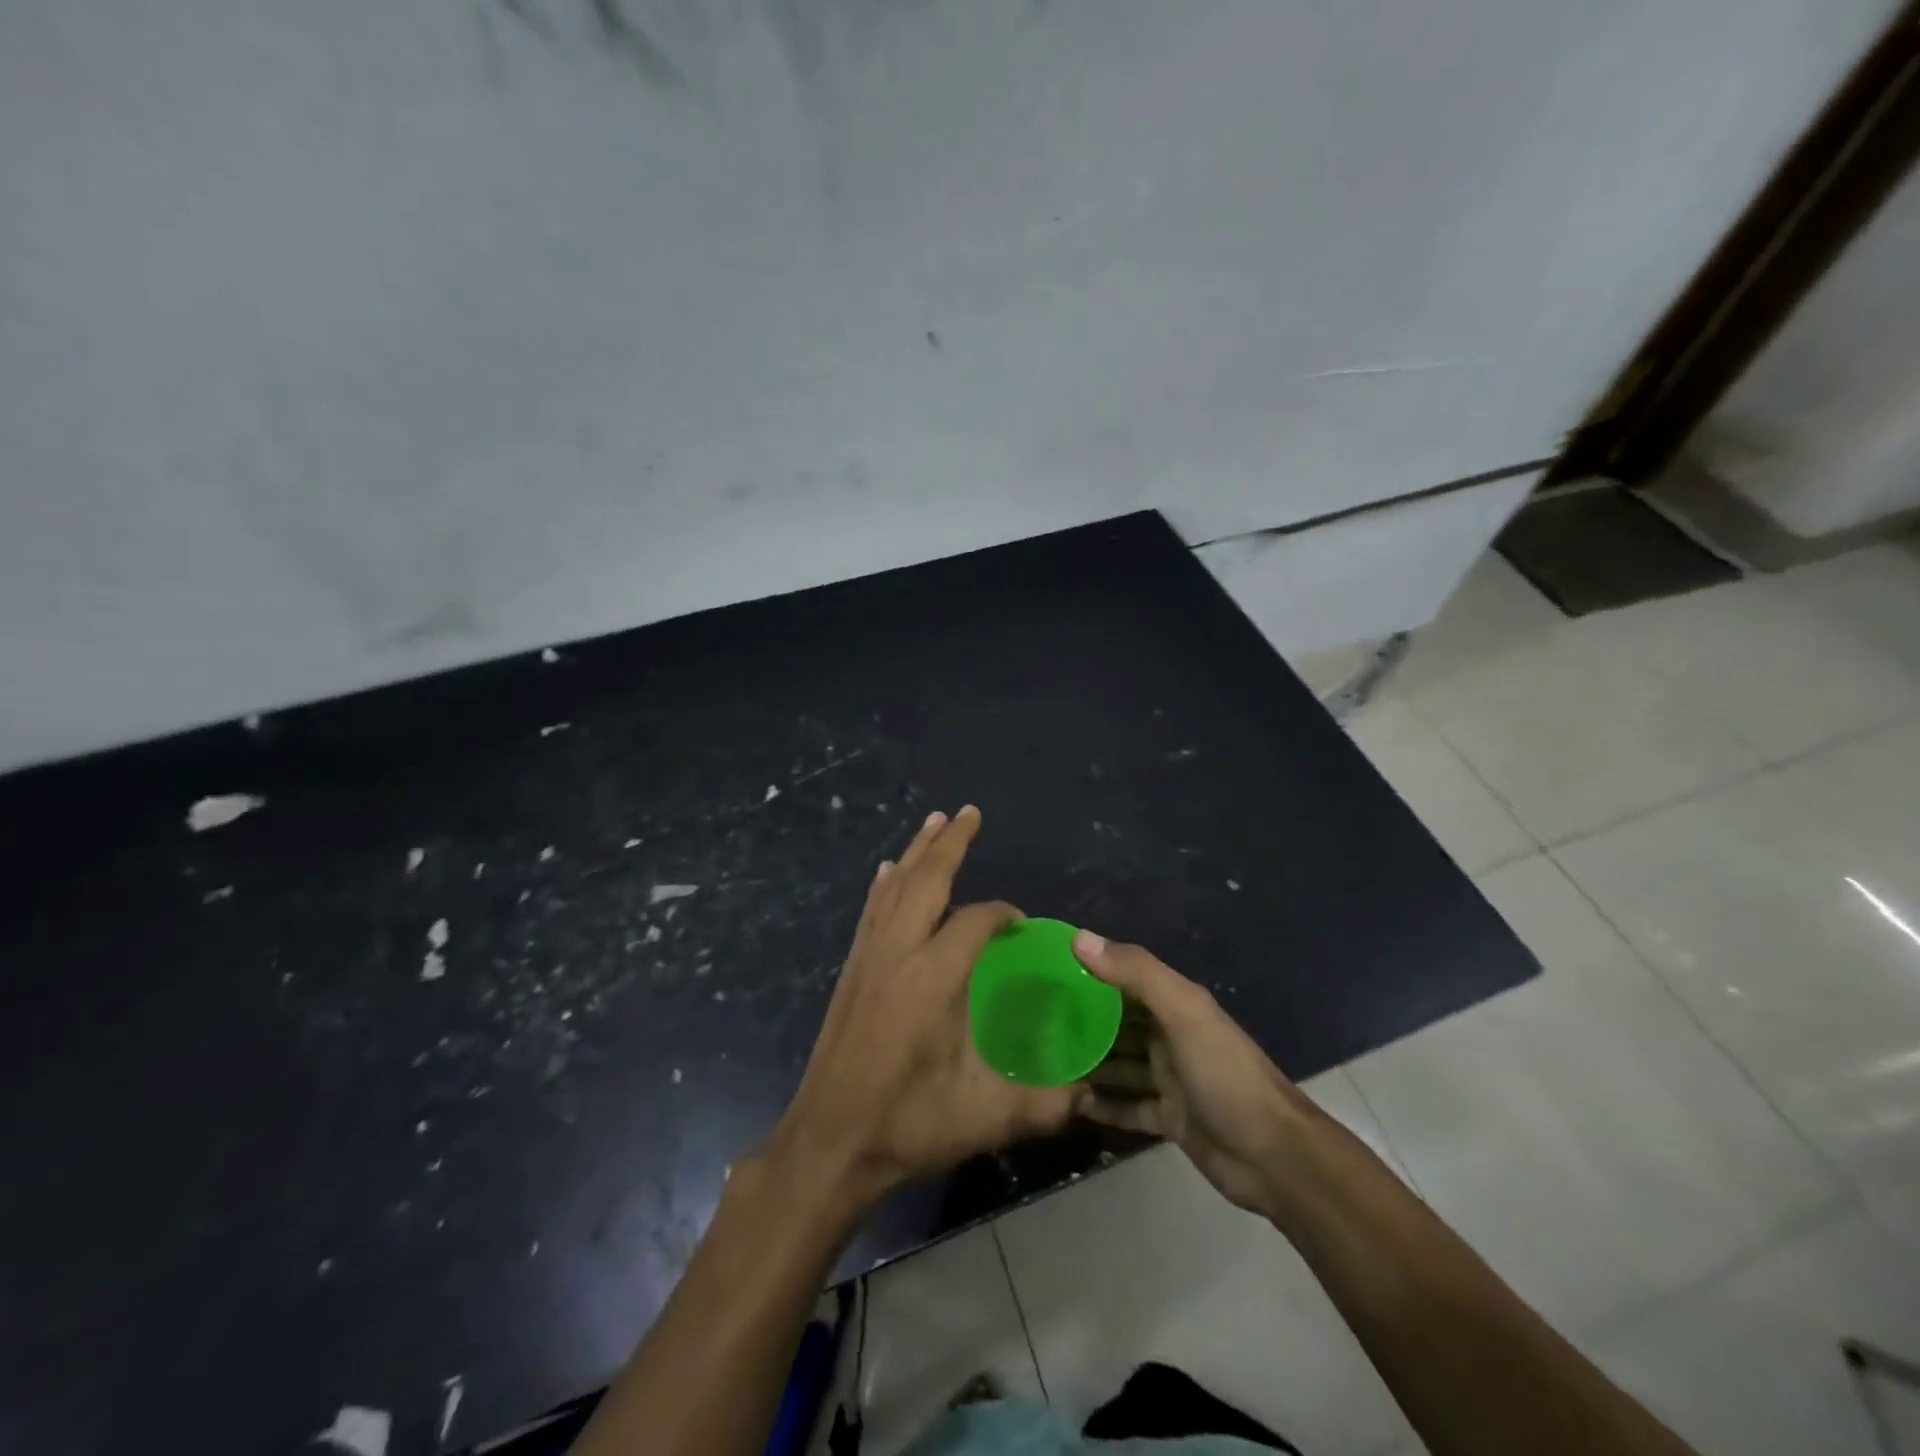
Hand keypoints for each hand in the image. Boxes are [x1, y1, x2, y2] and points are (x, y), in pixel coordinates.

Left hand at [768, 806, 1077, 1208]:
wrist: (828, 1144)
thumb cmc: (906, 1125)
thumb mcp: (984, 1118)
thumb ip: (1043, 1103)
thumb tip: (1088, 1093)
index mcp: (932, 978)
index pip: (974, 921)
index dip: (1002, 914)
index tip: (1020, 923)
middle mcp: (898, 953)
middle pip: (925, 880)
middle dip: (949, 843)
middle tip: (969, 812)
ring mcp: (868, 958)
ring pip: (893, 887)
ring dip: (916, 852)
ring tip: (934, 821)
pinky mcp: (851, 971)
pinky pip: (871, 910)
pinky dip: (884, 883)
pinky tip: (886, 871)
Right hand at [1072, 932, 1306, 1215]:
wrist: (1274, 1156)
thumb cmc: (1225, 1074)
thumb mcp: (1182, 1013)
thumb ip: (1135, 973)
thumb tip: (1078, 938)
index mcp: (1176, 1004)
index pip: (1126, 976)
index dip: (1090, 969)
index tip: (1045, 969)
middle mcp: (1170, 1035)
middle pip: (1118, 1021)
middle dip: (1082, 1017)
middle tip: (1033, 1018)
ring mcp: (1170, 1078)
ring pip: (1120, 1063)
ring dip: (1089, 1061)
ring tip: (1044, 1059)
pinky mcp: (1169, 1118)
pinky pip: (1127, 1106)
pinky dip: (1103, 1104)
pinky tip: (1071, 1103)